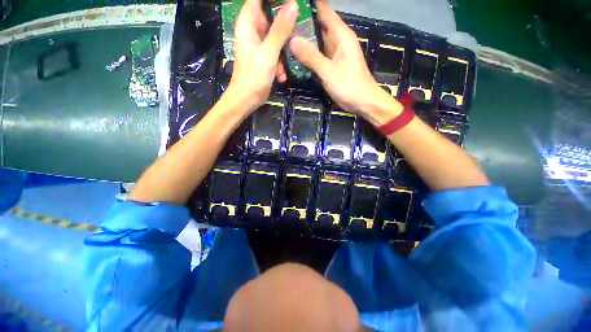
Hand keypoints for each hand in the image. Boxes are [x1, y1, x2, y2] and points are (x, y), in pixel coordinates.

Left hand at [228, 0, 298, 110]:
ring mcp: (258, 44)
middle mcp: (252, 30)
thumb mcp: (269, 52)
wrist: (247, 99)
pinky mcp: (263, 57)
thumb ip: (280, 29)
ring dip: (283, 51)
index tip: (290, 3)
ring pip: (276, 36)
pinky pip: (275, 52)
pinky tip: (280, 75)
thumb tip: (293, 5)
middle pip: (270, 16)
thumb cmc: (254, 76)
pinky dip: (280, 63)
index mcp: (248, 23)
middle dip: (284, 27)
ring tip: (284, 66)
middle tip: (295, 33)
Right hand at [289, 1, 398, 123]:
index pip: (323, 10)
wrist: (362, 102)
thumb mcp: (328, 71)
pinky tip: (295, 56)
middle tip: (282, 27)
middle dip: (301, 24)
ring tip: (283, 38)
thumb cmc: (349, 85)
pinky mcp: (331, 65)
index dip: (308, 6)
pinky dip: (308, 55)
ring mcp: (334, 53)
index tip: (291, 5)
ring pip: (316, 41)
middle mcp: (337, 40)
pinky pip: (317, 55)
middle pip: (317, 25)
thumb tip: (292, 39)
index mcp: (340, 34)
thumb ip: (311, 56)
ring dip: (303, 40)